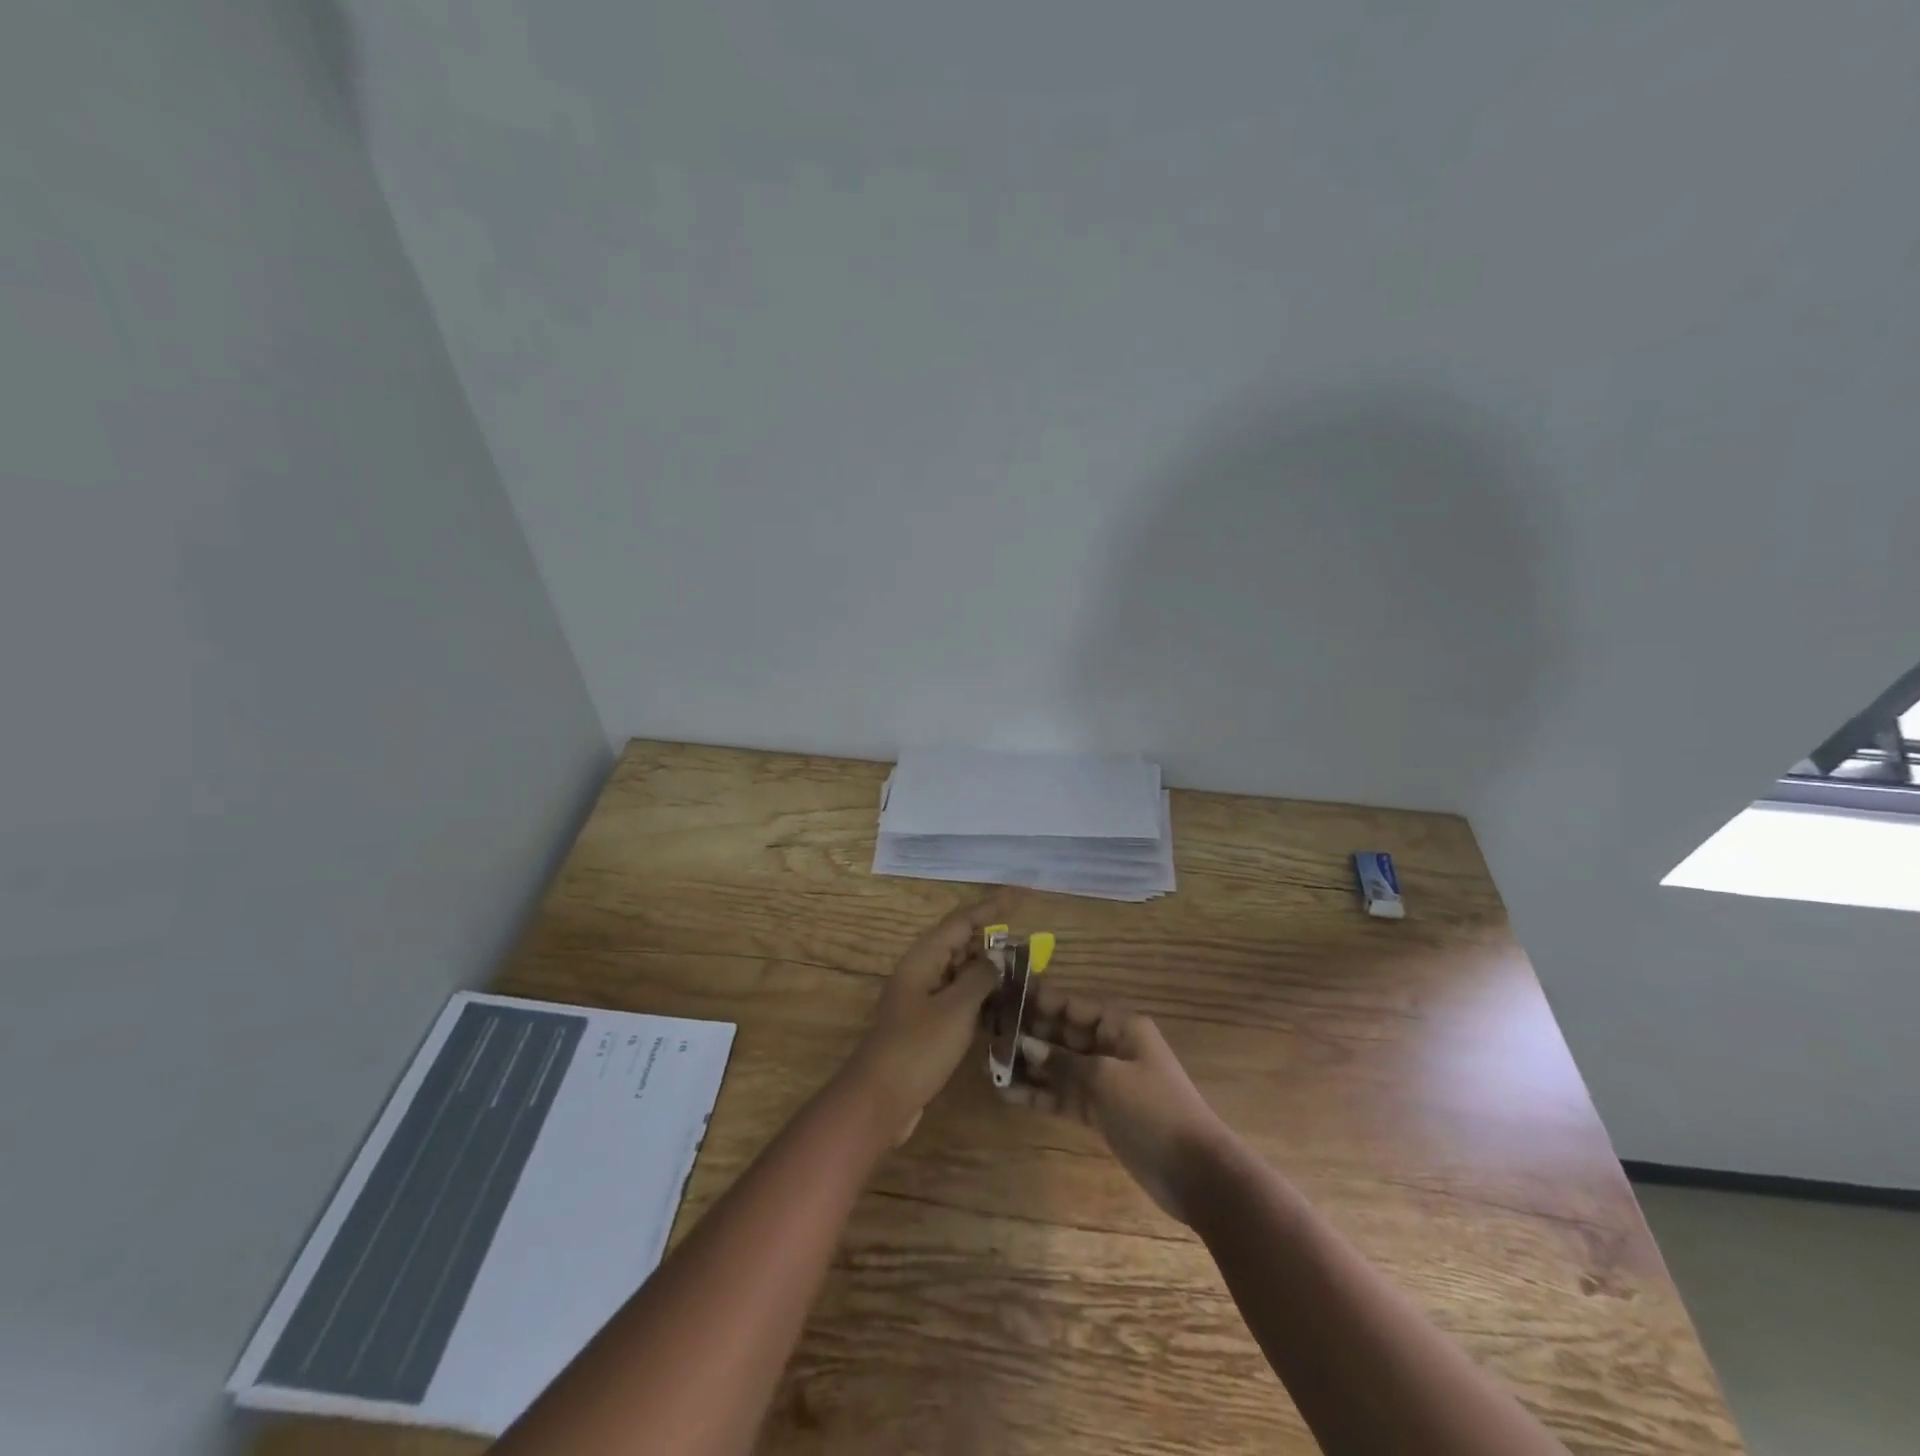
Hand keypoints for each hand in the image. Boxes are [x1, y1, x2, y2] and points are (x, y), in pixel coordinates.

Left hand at [845, 891, 1016, 1144]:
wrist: (879, 1100)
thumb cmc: (918, 1048)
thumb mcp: (956, 1009)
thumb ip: (980, 978)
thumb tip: (997, 957)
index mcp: (923, 959)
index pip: (962, 921)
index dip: (992, 906)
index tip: (1020, 895)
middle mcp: (921, 972)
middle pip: (960, 944)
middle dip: (992, 940)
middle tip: (1028, 943)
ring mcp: (922, 1000)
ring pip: (960, 974)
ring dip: (989, 972)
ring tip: (1023, 973)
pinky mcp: (927, 1027)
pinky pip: (958, 1001)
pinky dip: (980, 1000)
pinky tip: (1004, 1009)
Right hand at [999, 987, 1233, 1223]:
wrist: (1195, 1172)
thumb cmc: (1153, 1109)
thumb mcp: (1105, 1078)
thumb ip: (1063, 1061)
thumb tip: (1025, 1045)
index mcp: (1120, 1026)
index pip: (1073, 1005)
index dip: (1040, 1000)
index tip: (1005, 996)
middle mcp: (1110, 1047)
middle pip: (1063, 1033)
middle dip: (1029, 1033)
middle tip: (989, 1031)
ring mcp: (1104, 1081)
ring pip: (1059, 1066)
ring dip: (1028, 1065)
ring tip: (990, 1062)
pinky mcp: (1099, 1111)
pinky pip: (1063, 1095)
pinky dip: (1039, 1094)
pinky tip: (1007, 1094)